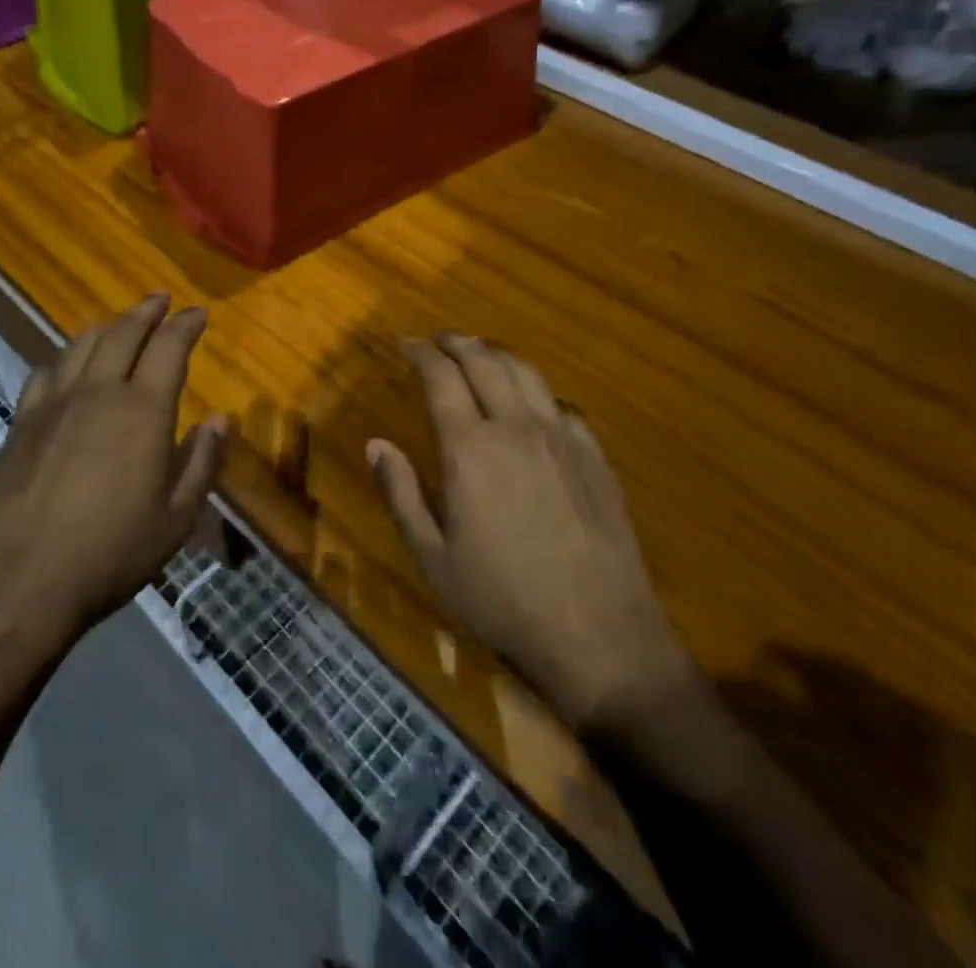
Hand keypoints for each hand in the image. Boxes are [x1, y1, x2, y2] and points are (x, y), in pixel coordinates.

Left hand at [0, 293, 233, 647]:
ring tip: (119, 321)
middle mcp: (99, 392)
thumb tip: (222, 418)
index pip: (169, 348)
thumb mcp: (176, 517)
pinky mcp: (21, 423)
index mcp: (143, 410)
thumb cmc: (111, 552)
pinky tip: (67, 360)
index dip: (186, 325)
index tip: (198, 313)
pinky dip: (65, 354)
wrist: (19, 581)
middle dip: (146, 311)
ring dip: (107, 325)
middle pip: (124, 334)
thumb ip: (202, 461)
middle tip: (160, 298)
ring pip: (82, 345)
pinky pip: (46, 370)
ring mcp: (54, 404)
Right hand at [369, 333, 700, 733]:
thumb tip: (375, 444)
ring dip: (498, 354)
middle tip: (440, 339)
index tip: (406, 343)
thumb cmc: (503, 600)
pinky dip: (538, 391)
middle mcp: (516, 427)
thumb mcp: (433, 557)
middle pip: (485, 362)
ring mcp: (562, 438)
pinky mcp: (595, 457)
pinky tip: (534, 404)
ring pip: (527, 373)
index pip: (441, 377)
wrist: (599, 635)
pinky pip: (562, 405)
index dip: (422, 353)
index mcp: (470, 447)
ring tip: (481, 353)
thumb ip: (401, 494)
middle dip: (458, 342)